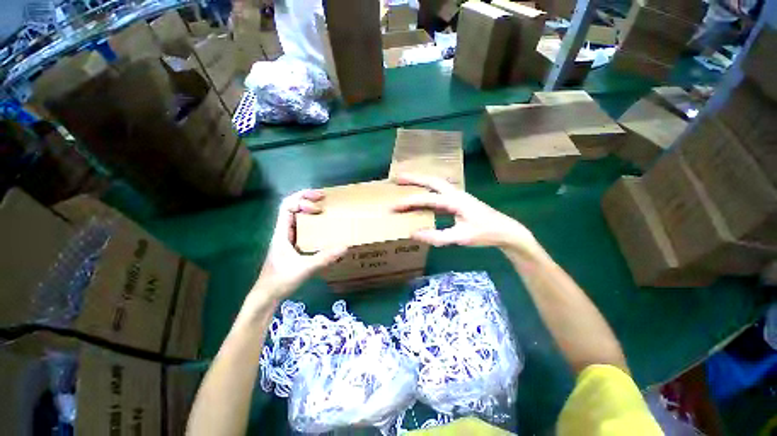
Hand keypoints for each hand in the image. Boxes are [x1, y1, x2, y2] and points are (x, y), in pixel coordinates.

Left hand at [253, 190, 347, 300]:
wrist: (267, 295)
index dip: (302, 200)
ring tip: (325, 207)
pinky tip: (322, 227)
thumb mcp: (304, 268)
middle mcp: (283, 231)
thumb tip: (345, 247)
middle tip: (324, 197)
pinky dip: (311, 222)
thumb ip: (324, 258)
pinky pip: (301, 227)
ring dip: (309, 209)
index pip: (287, 206)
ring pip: (296, 216)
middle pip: (291, 206)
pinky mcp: (292, 245)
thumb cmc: (281, 280)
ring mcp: (287, 238)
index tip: (319, 205)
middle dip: (306, 198)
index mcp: (281, 232)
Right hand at [392, 174, 541, 255]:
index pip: (427, 199)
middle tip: (397, 177)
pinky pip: (440, 191)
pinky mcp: (459, 200)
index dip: (408, 203)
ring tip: (406, 181)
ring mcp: (458, 195)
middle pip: (431, 181)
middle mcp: (455, 193)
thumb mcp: (460, 238)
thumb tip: (413, 234)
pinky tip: (423, 194)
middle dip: (413, 178)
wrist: (506, 231)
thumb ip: (437, 236)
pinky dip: (428, 190)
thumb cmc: (484, 234)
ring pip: (436, 183)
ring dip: (421, 181)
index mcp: (455, 200)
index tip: (393, 206)